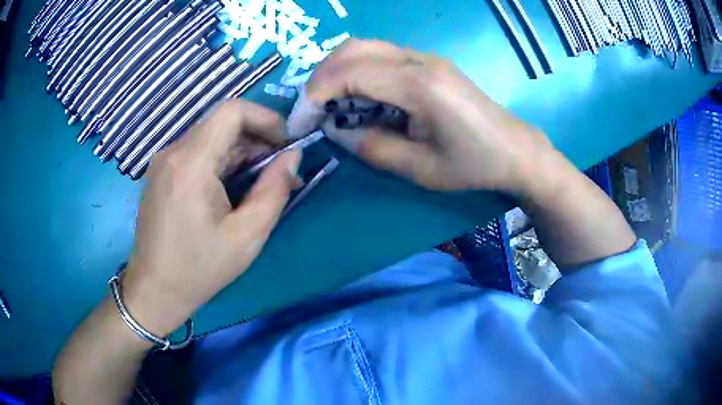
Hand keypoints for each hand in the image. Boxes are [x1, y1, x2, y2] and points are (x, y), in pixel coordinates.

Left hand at [120, 100, 300, 335]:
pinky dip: (219, 160)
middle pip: (221, 122)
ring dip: (239, 151)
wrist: (154, 289)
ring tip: (258, 182)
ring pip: (210, 136)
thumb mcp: (247, 236)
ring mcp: (163, 161)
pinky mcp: (160, 172)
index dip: (265, 118)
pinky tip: (229, 188)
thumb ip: (275, 190)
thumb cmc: (200, 268)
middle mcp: (172, 152)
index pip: (232, 110)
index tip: (284, 145)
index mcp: (191, 163)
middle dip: (256, 138)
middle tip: (278, 170)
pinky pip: (195, 152)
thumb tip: (293, 156)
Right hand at [288, 39, 553, 193]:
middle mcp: (419, 60)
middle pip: (352, 49)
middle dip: (321, 78)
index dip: (316, 95)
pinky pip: (381, 55)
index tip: (301, 121)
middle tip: (313, 111)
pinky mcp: (429, 62)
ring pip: (365, 47)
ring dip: (338, 71)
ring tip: (331, 105)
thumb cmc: (474, 165)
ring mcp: (425, 57)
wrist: (514, 149)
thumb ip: (372, 147)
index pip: (350, 73)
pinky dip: (358, 71)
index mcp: (419, 86)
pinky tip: (360, 97)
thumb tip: (336, 130)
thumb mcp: (420, 169)